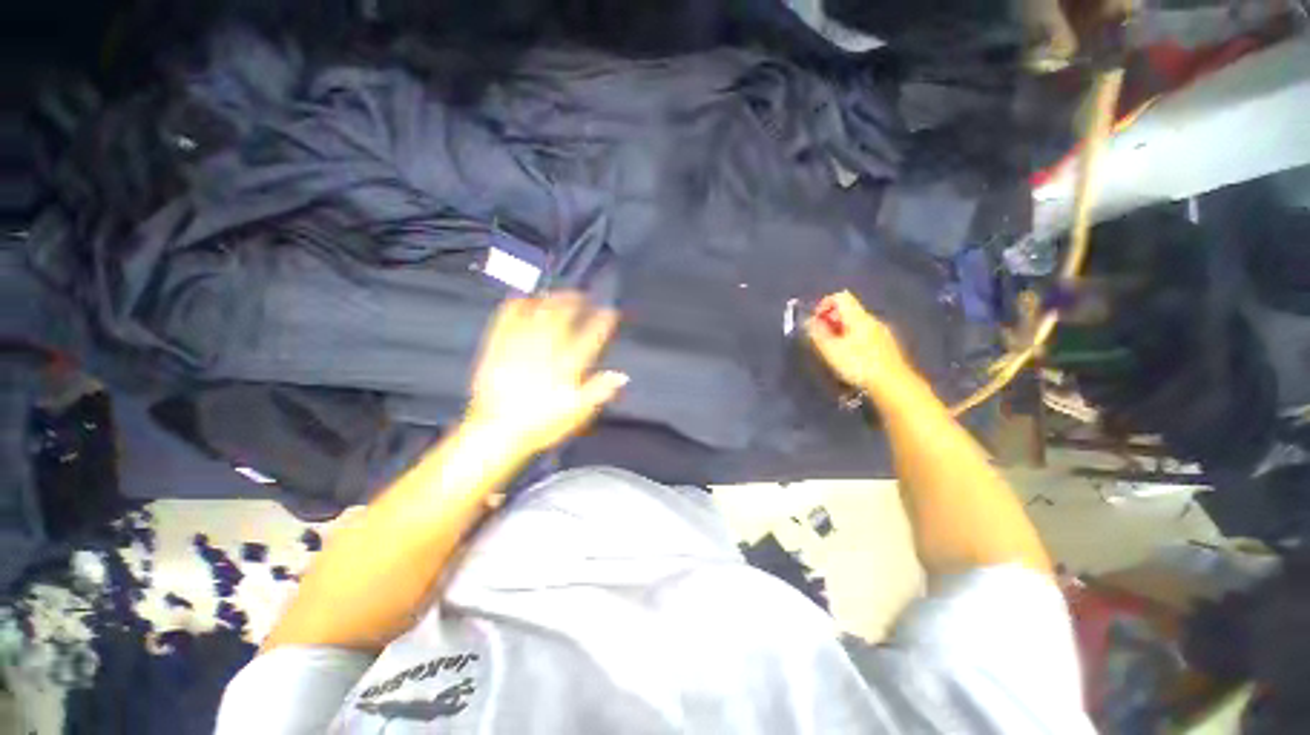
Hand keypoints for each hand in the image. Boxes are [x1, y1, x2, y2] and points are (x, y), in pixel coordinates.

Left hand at [465, 292, 627, 454]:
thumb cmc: (542, 424)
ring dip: (549, 300)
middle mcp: (546, 351)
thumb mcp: (577, 413)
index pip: (590, 338)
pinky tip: (521, 299)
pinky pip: (506, 322)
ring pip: (537, 316)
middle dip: (574, 303)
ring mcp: (520, 348)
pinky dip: (515, 308)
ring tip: (557, 292)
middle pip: (562, 319)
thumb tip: (621, 375)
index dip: (602, 323)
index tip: (610, 312)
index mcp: (567, 367)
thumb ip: (599, 391)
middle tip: (581, 295)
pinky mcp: (498, 349)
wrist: (498, 431)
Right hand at [805, 291, 911, 394]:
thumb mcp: (831, 350)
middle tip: (821, 338)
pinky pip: (865, 334)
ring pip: (856, 324)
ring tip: (832, 350)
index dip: (824, 304)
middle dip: (831, 320)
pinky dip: (852, 339)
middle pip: (848, 310)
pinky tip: (849, 357)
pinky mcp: (887, 346)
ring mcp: (882, 333)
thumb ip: (818, 333)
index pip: (841, 297)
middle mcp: (872, 320)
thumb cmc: (859, 365)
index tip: (816, 322)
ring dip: (841, 331)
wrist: (893, 385)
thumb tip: (808, 321)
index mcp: (859, 317)